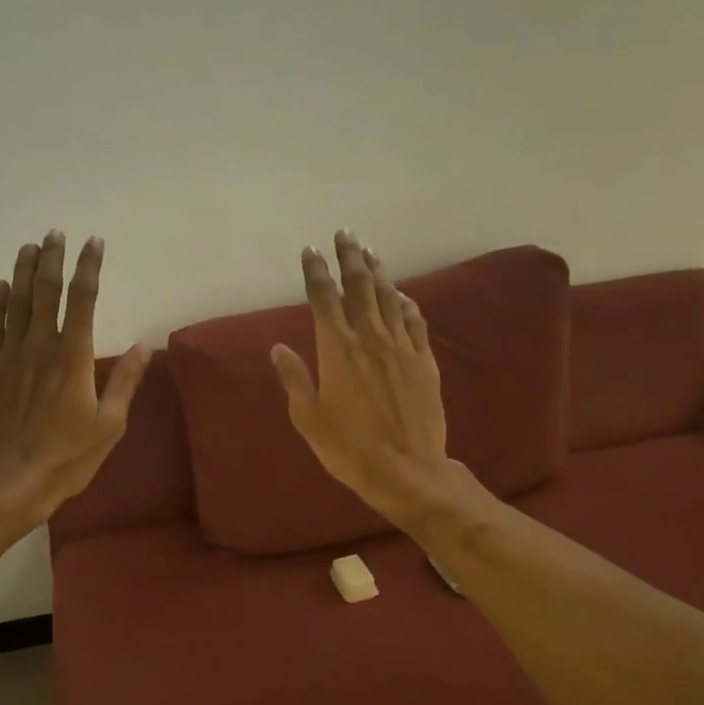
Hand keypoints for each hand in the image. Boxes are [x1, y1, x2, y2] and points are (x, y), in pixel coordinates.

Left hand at [0, 231, 150, 526]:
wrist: (10, 482)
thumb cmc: (67, 457)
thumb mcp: (109, 425)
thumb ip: (124, 382)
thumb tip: (143, 346)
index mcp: (73, 358)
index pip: (83, 299)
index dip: (89, 267)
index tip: (94, 242)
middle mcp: (40, 347)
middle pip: (46, 292)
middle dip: (52, 259)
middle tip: (55, 233)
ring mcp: (9, 357)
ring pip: (17, 303)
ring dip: (24, 272)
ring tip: (29, 246)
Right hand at [271, 230, 459, 526]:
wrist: (408, 471)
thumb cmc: (349, 448)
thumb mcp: (308, 417)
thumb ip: (294, 378)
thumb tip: (278, 347)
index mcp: (337, 350)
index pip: (323, 299)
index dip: (316, 272)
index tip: (310, 250)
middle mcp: (370, 339)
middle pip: (359, 287)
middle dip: (350, 257)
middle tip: (345, 233)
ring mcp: (401, 348)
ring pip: (389, 298)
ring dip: (378, 273)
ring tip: (370, 252)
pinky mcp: (424, 362)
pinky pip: (415, 323)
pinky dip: (406, 304)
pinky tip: (402, 295)